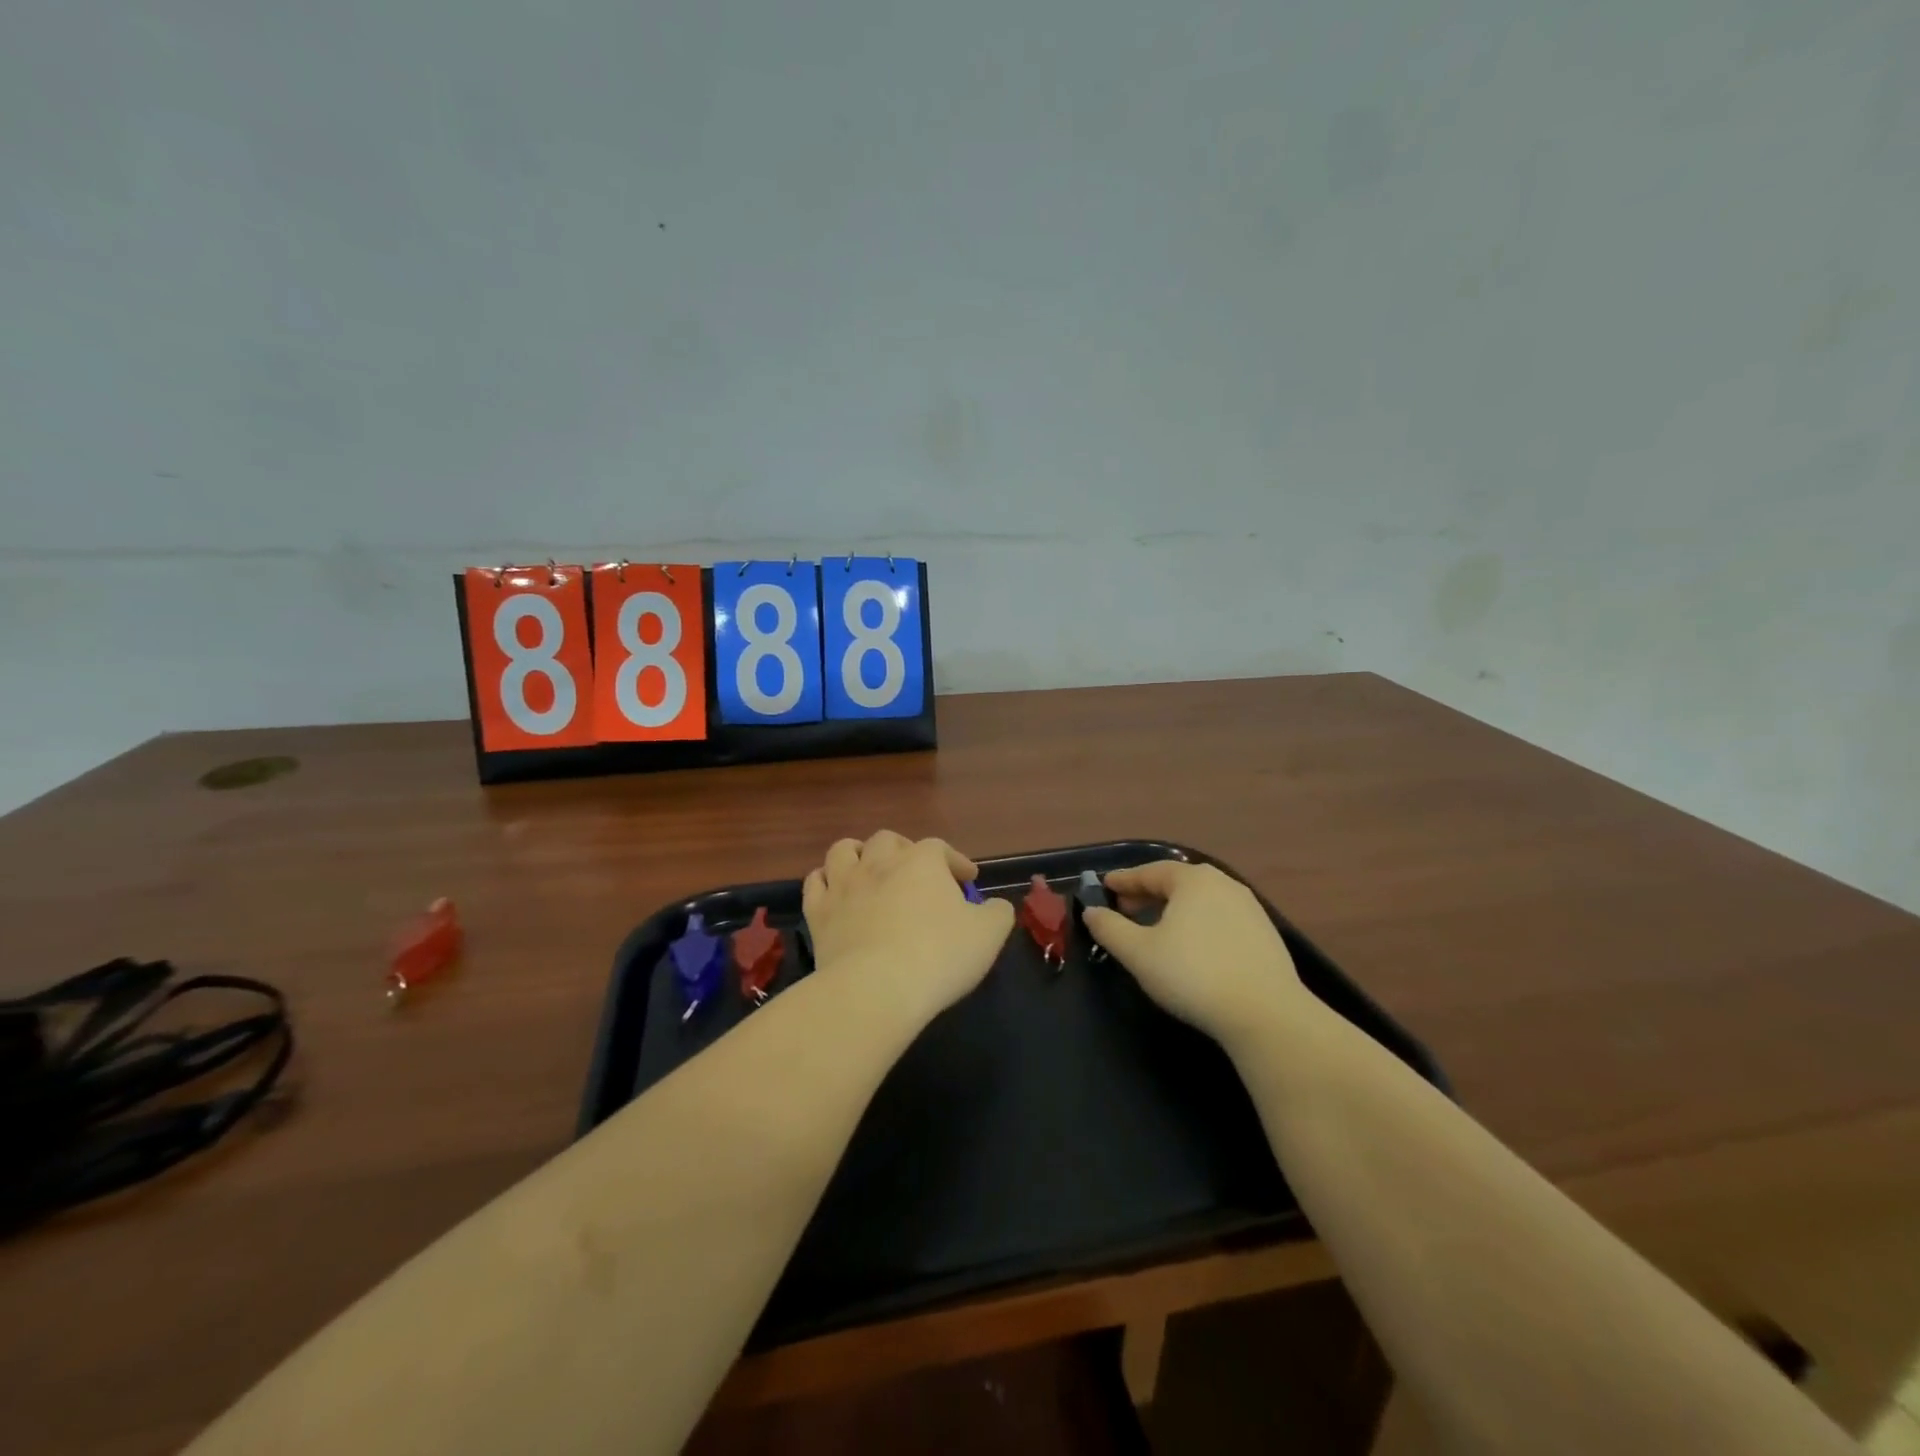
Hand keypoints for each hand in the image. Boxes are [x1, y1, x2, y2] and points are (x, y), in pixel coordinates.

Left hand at [802, 831, 1014, 1027]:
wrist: (876, 988)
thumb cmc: (939, 956)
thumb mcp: (988, 935)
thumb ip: (997, 913)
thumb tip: (995, 906)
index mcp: (922, 861)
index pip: (940, 849)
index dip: (955, 861)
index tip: (968, 879)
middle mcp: (880, 862)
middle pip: (888, 840)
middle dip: (904, 850)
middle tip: (916, 872)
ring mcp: (844, 885)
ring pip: (844, 850)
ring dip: (858, 854)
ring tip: (869, 869)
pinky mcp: (819, 912)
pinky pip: (815, 882)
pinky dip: (825, 881)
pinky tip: (834, 892)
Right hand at [1084, 859, 1310, 1048]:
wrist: (1266, 1014)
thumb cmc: (1193, 975)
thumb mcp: (1139, 953)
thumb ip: (1110, 929)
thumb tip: (1092, 911)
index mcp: (1192, 880)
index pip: (1149, 872)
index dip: (1124, 880)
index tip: (1105, 886)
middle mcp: (1223, 884)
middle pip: (1177, 882)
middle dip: (1148, 893)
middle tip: (1125, 909)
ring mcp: (1249, 908)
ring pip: (1201, 900)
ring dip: (1174, 909)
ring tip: (1156, 928)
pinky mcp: (1265, 934)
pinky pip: (1220, 918)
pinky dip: (1198, 923)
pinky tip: (1192, 946)